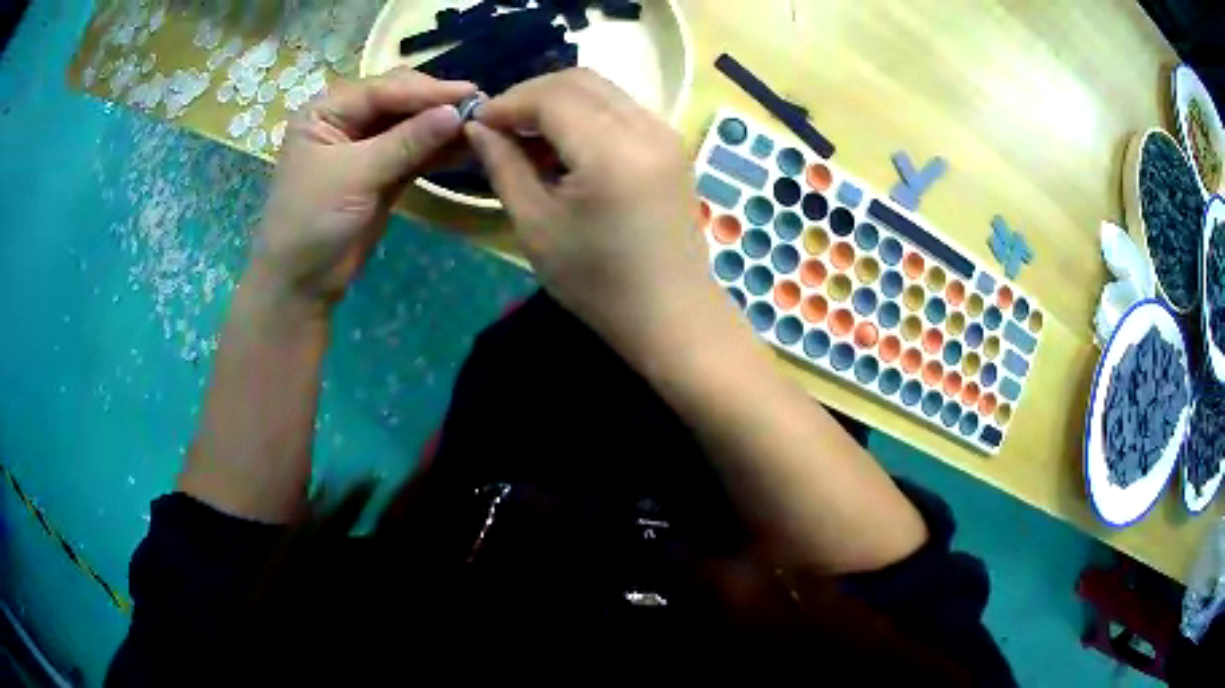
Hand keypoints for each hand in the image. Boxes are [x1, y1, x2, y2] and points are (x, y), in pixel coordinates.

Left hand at [255, 68, 475, 310]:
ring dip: (441, 126)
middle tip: (478, 108)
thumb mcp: (356, 175)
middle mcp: (346, 121)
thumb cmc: (312, 220)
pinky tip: (466, 148)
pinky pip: (414, 152)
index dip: (425, 90)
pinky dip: (437, 150)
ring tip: (480, 126)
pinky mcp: (382, 172)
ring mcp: (366, 147)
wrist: (302, 282)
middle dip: (435, 104)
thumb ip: (406, 142)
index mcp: (326, 111)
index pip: (381, 90)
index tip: (468, 93)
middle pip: (398, 100)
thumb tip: (457, 113)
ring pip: (410, 126)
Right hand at [465, 69, 723, 357]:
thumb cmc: (597, 282)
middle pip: (578, 80)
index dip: (507, 102)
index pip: (550, 96)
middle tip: (500, 126)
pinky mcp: (672, 143)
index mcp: (611, 151)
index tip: (477, 123)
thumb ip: (503, 165)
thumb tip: (477, 126)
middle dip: (531, 94)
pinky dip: (586, 112)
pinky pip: (621, 107)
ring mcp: (665, 132)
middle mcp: (645, 128)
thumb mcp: (535, 225)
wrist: (669, 313)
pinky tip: (566, 144)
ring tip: (528, 136)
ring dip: (558, 100)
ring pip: (602, 89)